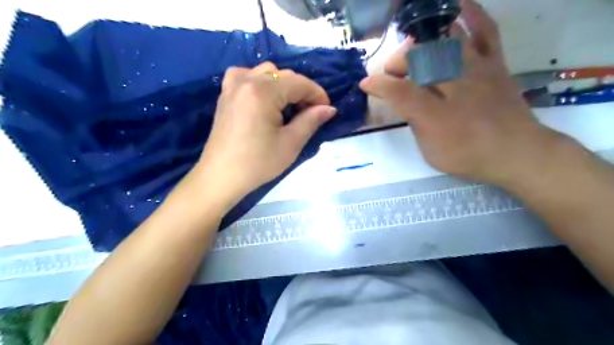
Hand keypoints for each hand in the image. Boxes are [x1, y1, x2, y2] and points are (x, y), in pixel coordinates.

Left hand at [194, 62, 335, 207]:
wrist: (221, 176)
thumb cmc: (258, 163)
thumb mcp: (290, 143)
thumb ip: (311, 120)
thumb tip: (329, 109)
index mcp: (262, 91)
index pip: (299, 83)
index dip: (317, 94)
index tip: (327, 109)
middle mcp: (246, 80)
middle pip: (283, 75)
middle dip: (301, 91)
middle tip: (310, 112)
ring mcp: (232, 85)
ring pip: (266, 72)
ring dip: (283, 85)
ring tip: (289, 107)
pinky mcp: (225, 94)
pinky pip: (247, 76)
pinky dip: (261, 82)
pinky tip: (265, 98)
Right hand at [361, 0, 565, 185]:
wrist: (516, 152)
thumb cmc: (468, 156)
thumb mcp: (430, 151)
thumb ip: (415, 124)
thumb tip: (406, 104)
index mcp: (435, 116)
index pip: (400, 93)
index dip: (378, 85)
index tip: (365, 83)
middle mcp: (455, 87)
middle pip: (419, 61)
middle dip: (397, 63)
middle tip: (391, 73)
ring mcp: (477, 70)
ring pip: (444, 42)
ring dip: (421, 44)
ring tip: (412, 52)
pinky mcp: (495, 64)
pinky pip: (485, 31)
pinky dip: (472, 14)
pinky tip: (456, 6)